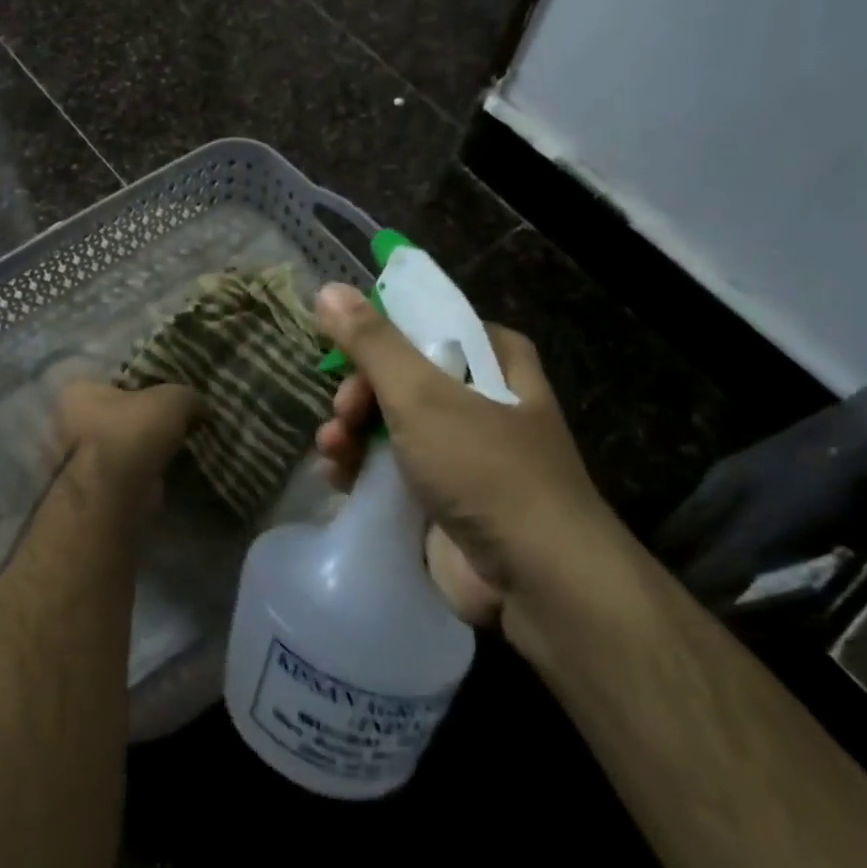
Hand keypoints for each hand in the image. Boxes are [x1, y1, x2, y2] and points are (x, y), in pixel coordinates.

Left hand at [56, 379, 197, 504]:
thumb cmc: (133, 433)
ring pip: (126, 441)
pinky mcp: (97, 485)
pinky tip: (171, 466)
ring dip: (149, 445)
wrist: (115, 497)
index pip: (118, 377)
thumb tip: (199, 406)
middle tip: (182, 418)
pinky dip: (147, 468)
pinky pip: (129, 468)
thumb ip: (188, 396)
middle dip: (148, 417)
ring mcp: (81, 457)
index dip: (148, 381)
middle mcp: (71, 420)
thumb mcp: (173, 399)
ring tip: (181, 443)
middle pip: (121, 411)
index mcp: (79, 390)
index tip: (173, 392)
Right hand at [312, 284, 632, 639]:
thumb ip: (372, 342)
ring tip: (332, 448)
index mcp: (493, 361)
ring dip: (352, 431)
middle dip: (360, 392)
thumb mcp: (422, 394)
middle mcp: (481, 399)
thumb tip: (328, 288)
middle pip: (402, 376)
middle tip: (343, 410)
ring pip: (391, 423)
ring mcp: (462, 451)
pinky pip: (391, 467)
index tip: (341, 347)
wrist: (538, 579)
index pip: (426, 324)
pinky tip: (337, 476)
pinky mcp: (444, 495)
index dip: (380, 333)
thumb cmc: (485, 469)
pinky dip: (361, 467)